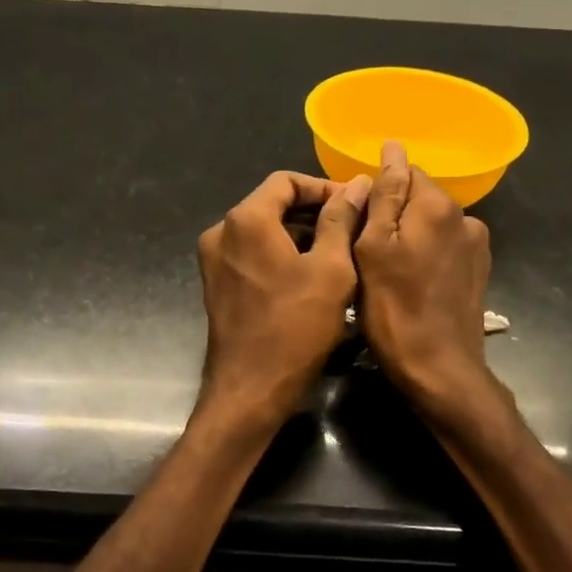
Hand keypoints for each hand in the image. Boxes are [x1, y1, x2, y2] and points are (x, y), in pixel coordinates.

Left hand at [197, 171, 372, 421]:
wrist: (251, 390)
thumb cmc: (296, 327)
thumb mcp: (331, 269)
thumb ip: (341, 220)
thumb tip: (357, 184)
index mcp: (246, 219)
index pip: (286, 181)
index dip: (324, 187)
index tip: (355, 204)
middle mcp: (221, 232)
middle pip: (272, 204)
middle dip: (314, 212)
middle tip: (353, 229)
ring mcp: (214, 260)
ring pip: (262, 231)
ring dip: (299, 235)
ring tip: (339, 253)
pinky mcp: (217, 285)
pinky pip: (252, 255)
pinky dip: (281, 255)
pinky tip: (311, 275)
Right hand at [354, 140, 494, 415]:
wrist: (439, 369)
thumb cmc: (394, 309)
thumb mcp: (373, 249)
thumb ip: (384, 196)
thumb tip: (393, 148)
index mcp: (438, 206)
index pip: (403, 172)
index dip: (375, 193)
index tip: (356, 223)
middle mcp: (465, 217)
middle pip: (418, 199)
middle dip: (391, 216)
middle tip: (363, 252)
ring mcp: (475, 246)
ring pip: (429, 226)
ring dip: (408, 238)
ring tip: (385, 271)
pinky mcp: (477, 272)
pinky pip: (442, 249)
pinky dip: (424, 257)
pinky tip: (410, 284)